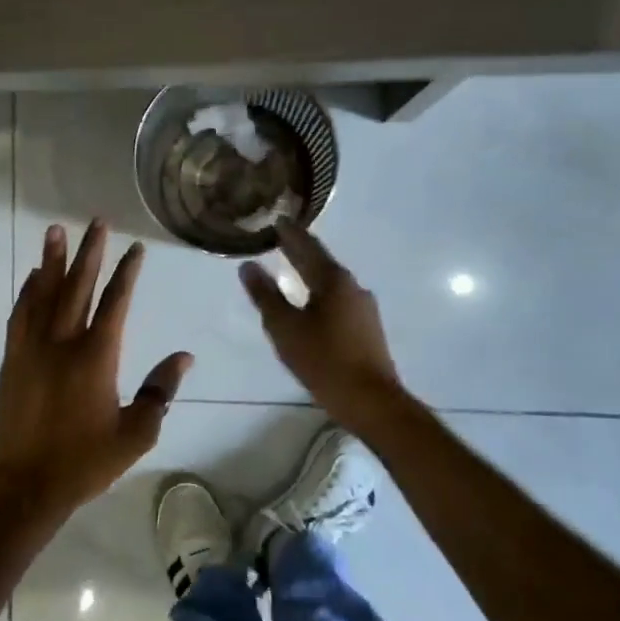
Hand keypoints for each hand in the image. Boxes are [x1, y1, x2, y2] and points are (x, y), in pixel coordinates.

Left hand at [0, 220, 193, 525]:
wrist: (24, 485)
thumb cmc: (85, 462)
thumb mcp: (135, 434)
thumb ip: (160, 392)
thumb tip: (183, 358)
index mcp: (97, 357)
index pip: (116, 303)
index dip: (126, 273)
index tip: (134, 248)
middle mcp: (63, 343)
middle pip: (78, 287)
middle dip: (90, 252)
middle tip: (96, 221)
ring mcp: (32, 349)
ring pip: (43, 294)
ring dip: (52, 261)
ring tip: (56, 231)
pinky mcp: (12, 360)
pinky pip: (20, 315)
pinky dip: (28, 292)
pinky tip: (33, 278)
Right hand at [239, 223, 406, 433]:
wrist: (371, 400)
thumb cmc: (323, 360)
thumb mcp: (285, 328)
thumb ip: (265, 295)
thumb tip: (248, 266)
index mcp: (333, 280)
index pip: (307, 247)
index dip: (290, 234)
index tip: (276, 220)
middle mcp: (353, 287)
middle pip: (321, 262)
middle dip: (300, 251)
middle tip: (280, 239)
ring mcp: (364, 308)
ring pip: (331, 282)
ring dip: (311, 273)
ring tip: (291, 268)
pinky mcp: (367, 328)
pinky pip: (338, 300)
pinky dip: (320, 293)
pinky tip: (311, 302)